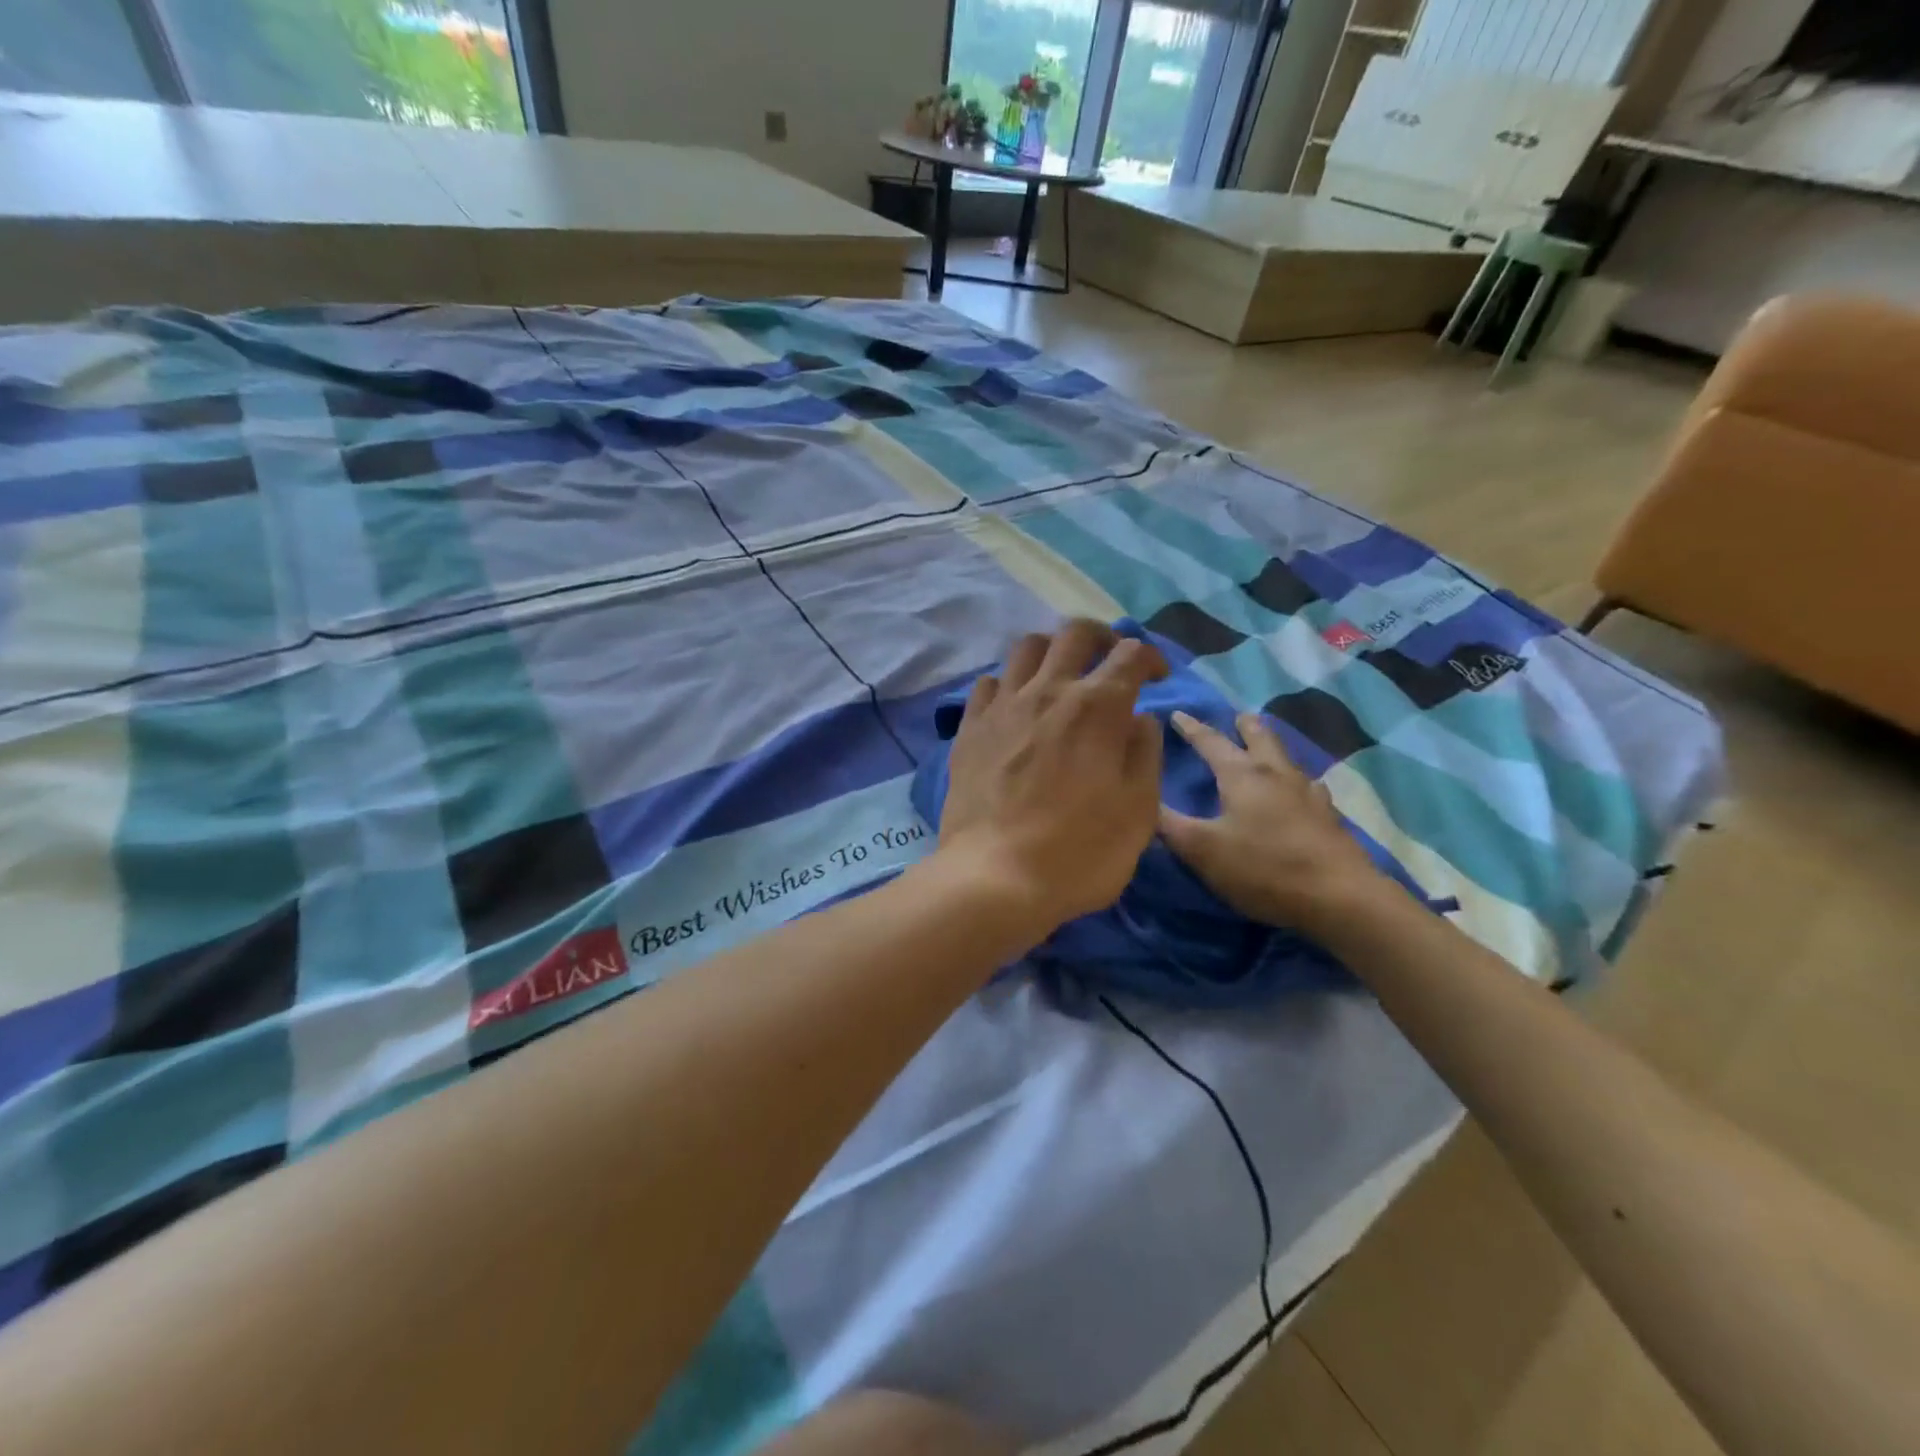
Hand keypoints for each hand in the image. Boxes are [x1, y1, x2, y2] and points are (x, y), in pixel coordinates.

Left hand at [934, 620, 1167, 937]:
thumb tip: (1139, 718)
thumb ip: (1144, 753)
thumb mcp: (1139, 810)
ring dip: (1052, 651)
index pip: (1131, 654)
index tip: (1157, 678)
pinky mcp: (970, 728)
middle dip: (1101, 637)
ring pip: (1027, 648)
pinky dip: (1008, 684)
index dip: (1151, 658)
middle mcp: (1048, 691)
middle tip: (1110, 660)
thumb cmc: (1080, 851)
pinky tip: (1015, 707)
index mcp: (1097, 707)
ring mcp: (1002, 706)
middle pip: (1075, 633)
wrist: (996, 877)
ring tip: (1061, 676)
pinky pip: (987, 683)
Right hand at [1158, 710, 1388, 936]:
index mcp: (1242, 776)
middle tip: (1237, 717)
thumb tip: (1142, 800)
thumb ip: (1169, 825)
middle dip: (1244, 726)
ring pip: (1288, 759)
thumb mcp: (1202, 850)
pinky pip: (1310, 788)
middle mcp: (1276, 774)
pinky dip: (1298, 782)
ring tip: (1267, 751)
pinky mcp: (1329, 818)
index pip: (1211, 742)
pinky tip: (1302, 793)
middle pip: (1260, 738)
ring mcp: (1309, 794)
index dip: (1192, 728)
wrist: (1339, 897)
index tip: (1178, 713)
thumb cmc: (1263, 868)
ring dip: (1273, 749)